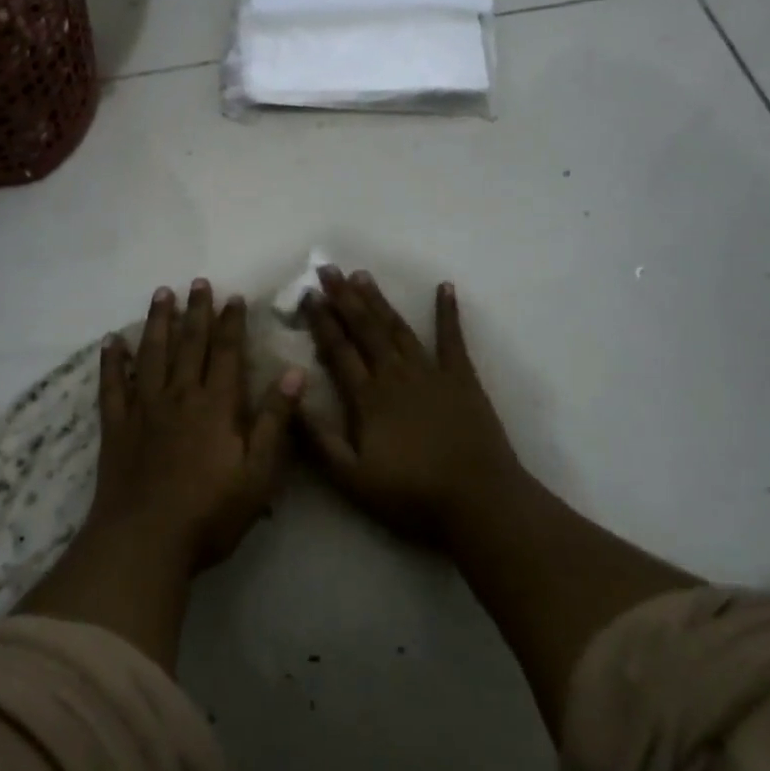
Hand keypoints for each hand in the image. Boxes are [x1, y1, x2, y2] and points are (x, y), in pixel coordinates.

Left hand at [90, 280, 302, 571]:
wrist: (145, 542)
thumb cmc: (210, 512)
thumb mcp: (258, 473)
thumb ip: (275, 421)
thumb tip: (293, 373)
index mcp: (216, 405)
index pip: (227, 353)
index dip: (231, 323)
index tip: (233, 297)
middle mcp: (179, 396)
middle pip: (189, 344)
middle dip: (196, 311)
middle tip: (198, 282)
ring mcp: (144, 409)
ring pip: (151, 354)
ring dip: (157, 322)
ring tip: (161, 294)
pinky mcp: (116, 427)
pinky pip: (112, 385)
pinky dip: (111, 362)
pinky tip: (111, 341)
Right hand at [301, 268, 525, 545]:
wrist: (478, 501)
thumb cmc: (411, 494)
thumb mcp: (352, 478)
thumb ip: (319, 440)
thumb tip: (291, 399)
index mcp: (368, 397)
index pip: (338, 350)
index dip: (321, 321)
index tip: (308, 295)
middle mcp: (396, 374)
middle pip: (365, 329)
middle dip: (345, 298)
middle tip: (328, 269)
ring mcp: (431, 372)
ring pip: (398, 327)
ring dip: (379, 300)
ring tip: (362, 275)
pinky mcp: (462, 378)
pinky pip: (452, 338)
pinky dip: (448, 312)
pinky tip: (445, 287)